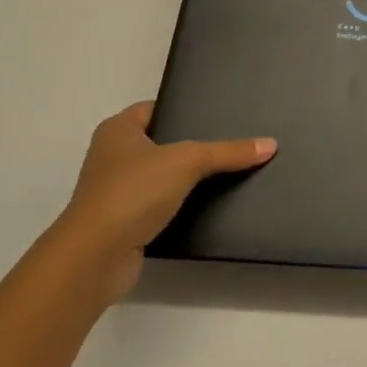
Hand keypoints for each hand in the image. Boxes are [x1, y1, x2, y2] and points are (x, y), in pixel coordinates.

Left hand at [56, 101, 275, 306]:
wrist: (95, 258)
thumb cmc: (133, 192)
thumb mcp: (187, 161)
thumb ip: (228, 152)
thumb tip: (270, 144)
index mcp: (117, 130)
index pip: (155, 108)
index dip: (183, 109)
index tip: (216, 114)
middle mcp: (111, 156)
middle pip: (160, 142)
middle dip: (189, 145)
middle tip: (228, 142)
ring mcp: (115, 192)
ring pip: (159, 177)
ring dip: (184, 180)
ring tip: (225, 174)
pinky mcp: (122, 224)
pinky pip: (157, 206)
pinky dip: (177, 207)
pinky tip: (206, 206)